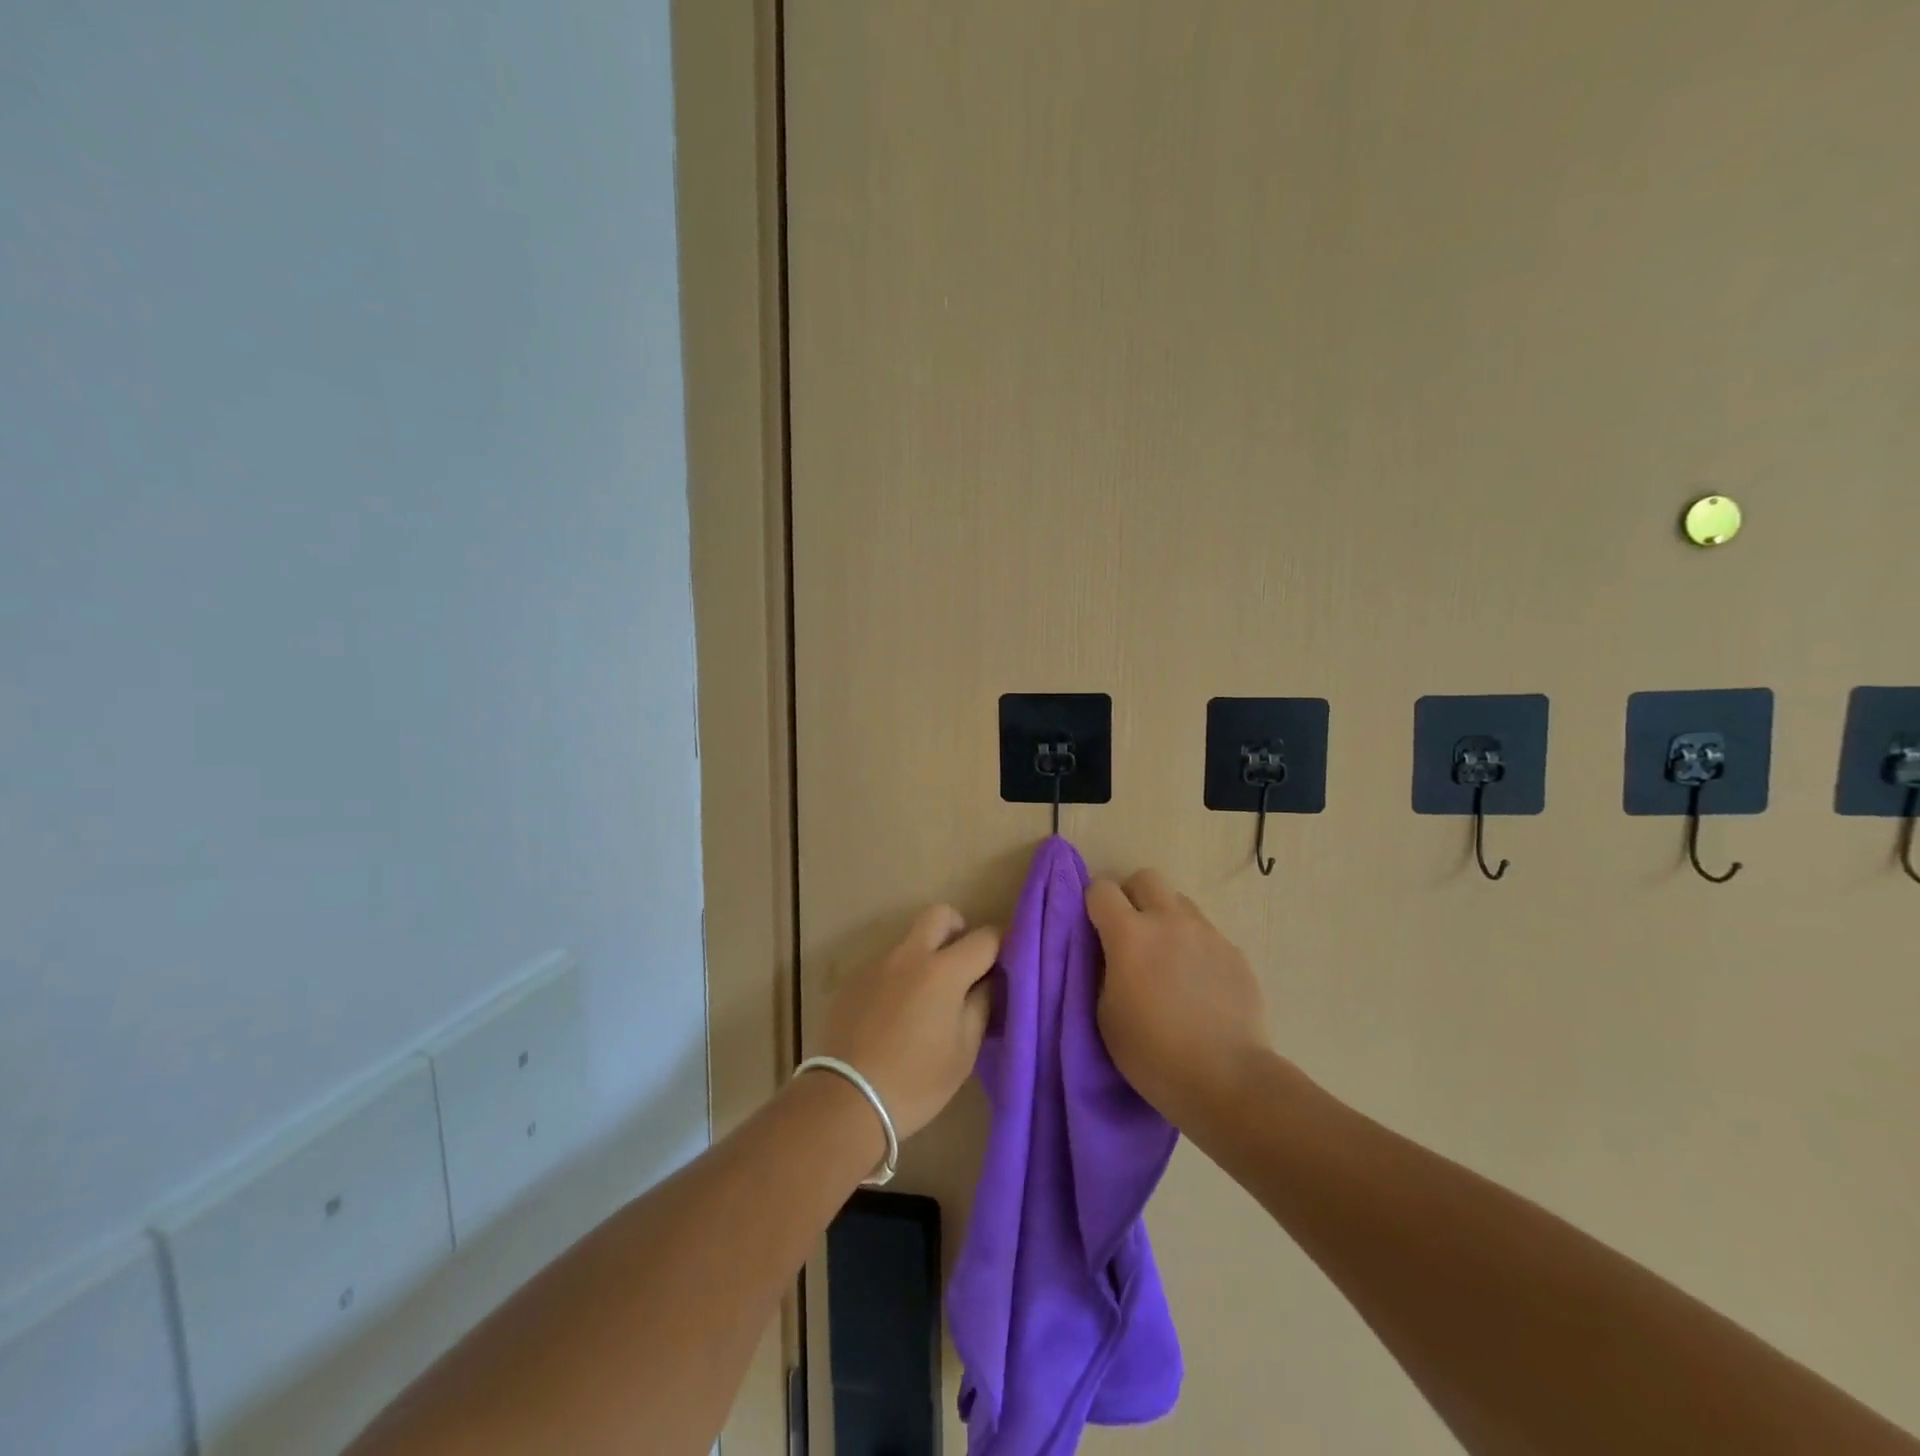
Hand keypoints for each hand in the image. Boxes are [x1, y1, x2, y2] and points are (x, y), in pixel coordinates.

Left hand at [816, 905, 999, 1140]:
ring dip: (924, 957)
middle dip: (957, 929)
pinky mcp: (853, 979)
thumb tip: (989, 980)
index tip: (1004, 962)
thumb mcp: (964, 1050)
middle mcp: (909, 955)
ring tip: (924, 1001)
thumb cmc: (917, 1080)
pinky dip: (898, 978)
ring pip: (909, 942)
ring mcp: (877, 964)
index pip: (985, 937)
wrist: (847, 1099)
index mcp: (943, 970)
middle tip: (962, 964)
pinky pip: (885, 965)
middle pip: (939, 914)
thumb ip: (981, 1005)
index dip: (1001, 945)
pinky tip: (893, 1015)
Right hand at [1087, 869, 1277, 1129]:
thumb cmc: (1153, 1054)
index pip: (1101, 889)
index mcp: (1130, 933)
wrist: (1228, 1080)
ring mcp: (1207, 934)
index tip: (1095, 930)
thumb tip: (1110, 952)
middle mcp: (1169, 921)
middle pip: (1146, 878)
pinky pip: (1207, 934)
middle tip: (1130, 934)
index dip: (1093, 904)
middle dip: (1132, 897)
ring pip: (1180, 903)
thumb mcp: (1105, 1014)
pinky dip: (1195, 948)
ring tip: (1167, 960)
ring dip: (1166, 919)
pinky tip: (1198, 985)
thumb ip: (1104, 970)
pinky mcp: (1235, 953)